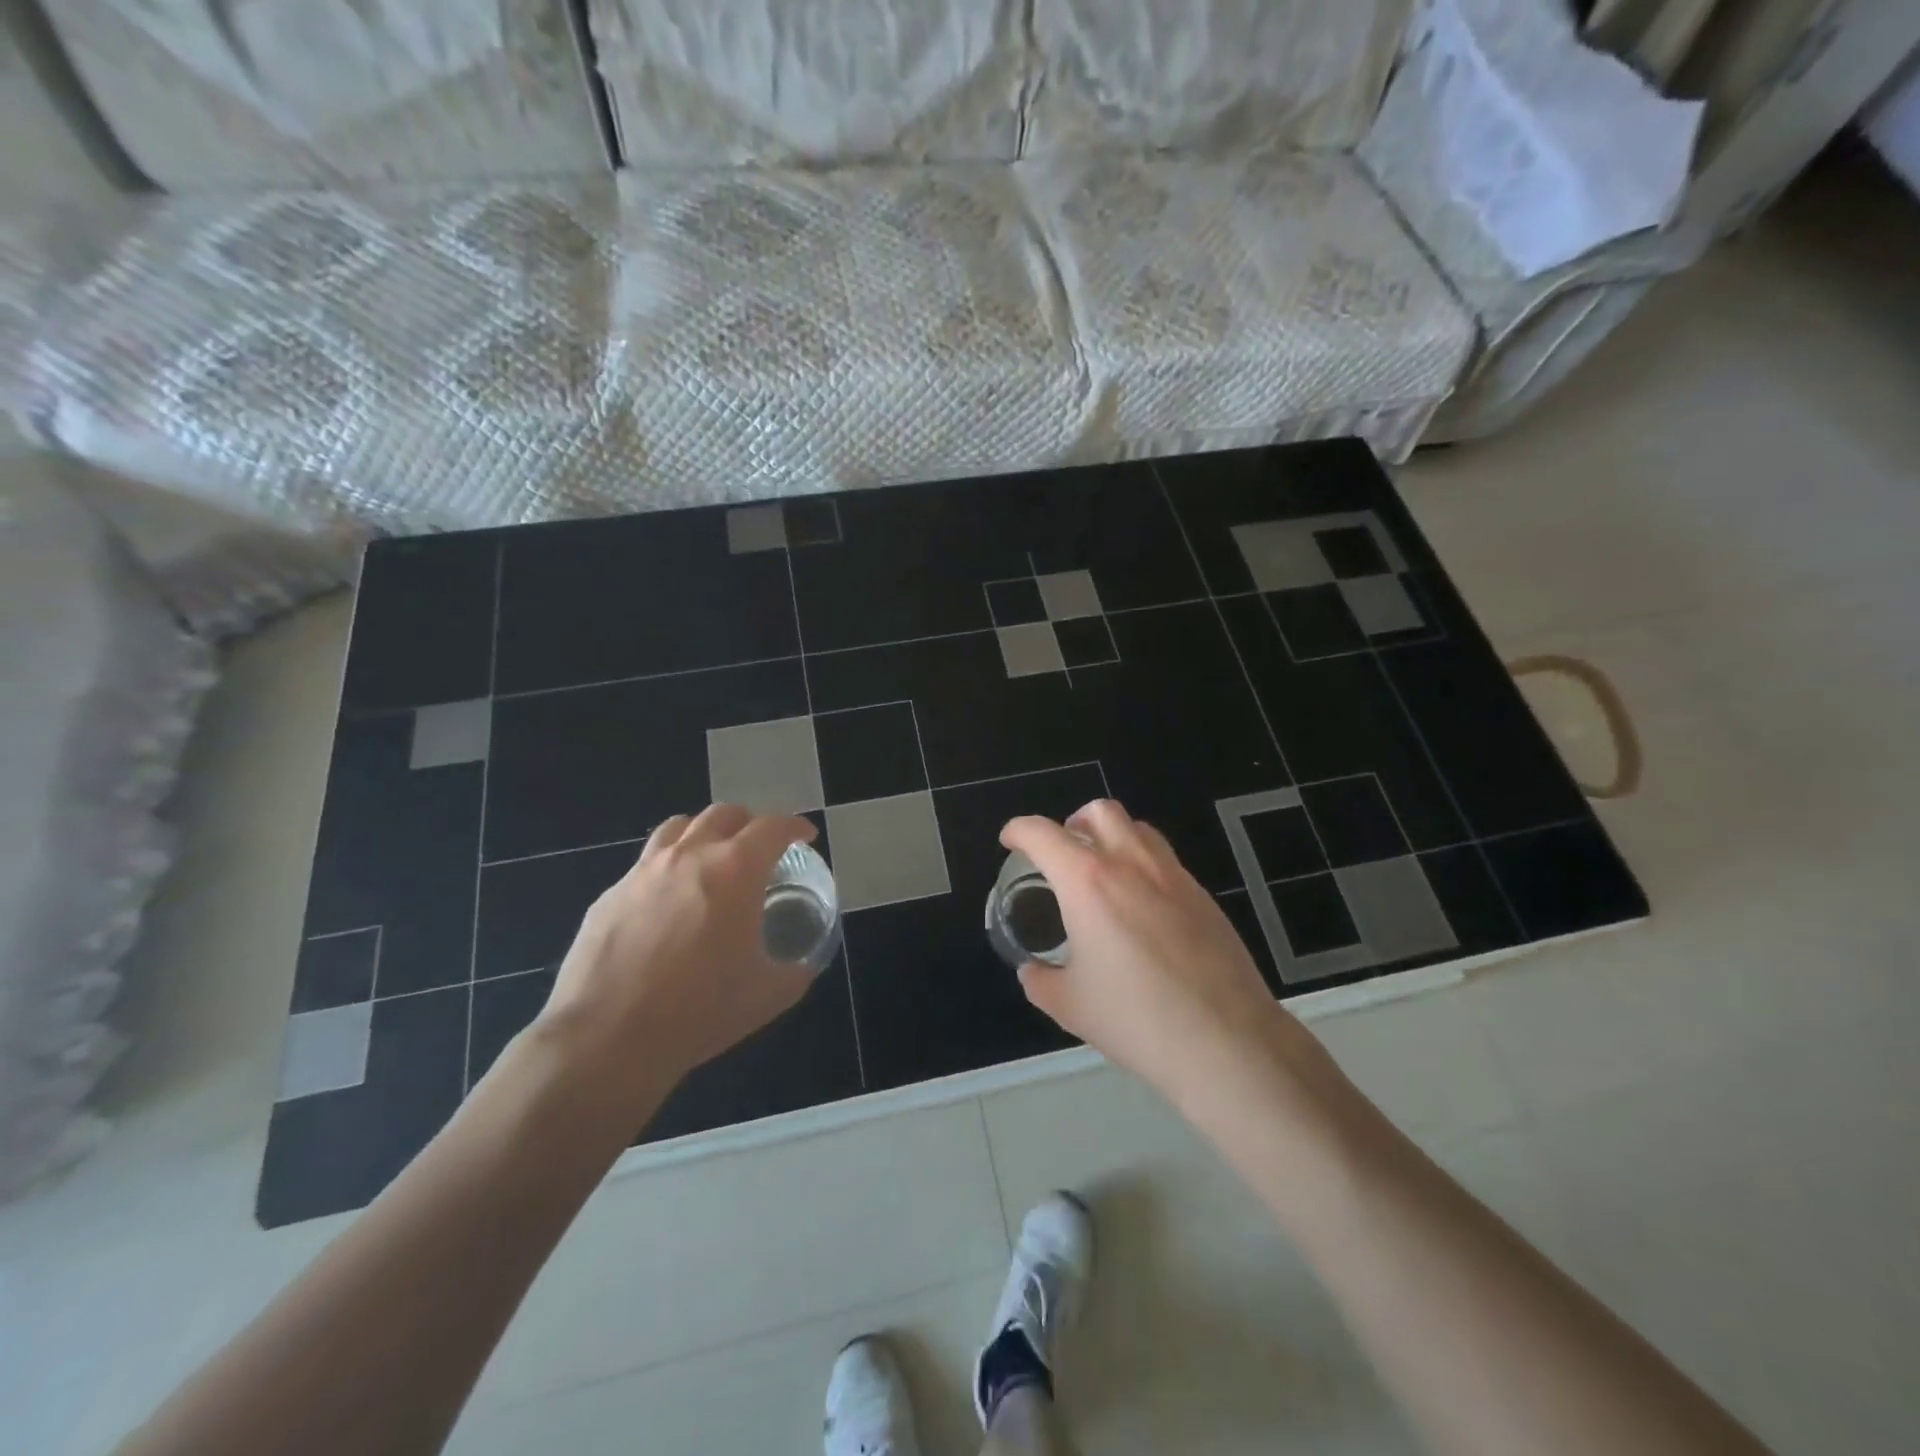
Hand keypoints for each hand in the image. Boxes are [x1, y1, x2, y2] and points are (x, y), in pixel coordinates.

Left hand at [535, 806, 818, 1110]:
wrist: (606, 1037)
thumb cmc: (699, 1010)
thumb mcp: (768, 995)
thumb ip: (795, 971)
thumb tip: (802, 966)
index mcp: (735, 870)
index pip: (773, 827)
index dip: (795, 826)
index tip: (805, 836)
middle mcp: (689, 856)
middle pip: (724, 814)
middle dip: (750, 823)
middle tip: (761, 847)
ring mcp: (643, 871)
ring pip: (678, 827)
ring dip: (704, 833)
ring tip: (712, 857)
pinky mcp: (610, 895)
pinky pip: (645, 864)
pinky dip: (668, 867)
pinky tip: (669, 902)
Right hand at [1002, 800, 1334, 1110]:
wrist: (1226, 1042)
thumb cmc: (1136, 1020)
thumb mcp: (1069, 1006)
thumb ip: (1040, 979)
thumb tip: (1033, 970)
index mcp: (1088, 882)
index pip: (1042, 834)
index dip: (1018, 831)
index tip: (1010, 841)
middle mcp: (1131, 864)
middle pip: (1098, 811)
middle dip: (1072, 823)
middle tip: (1061, 855)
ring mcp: (1174, 876)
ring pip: (1138, 829)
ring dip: (1111, 837)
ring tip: (1102, 875)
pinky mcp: (1203, 896)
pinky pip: (1165, 861)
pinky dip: (1142, 866)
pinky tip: (1141, 910)